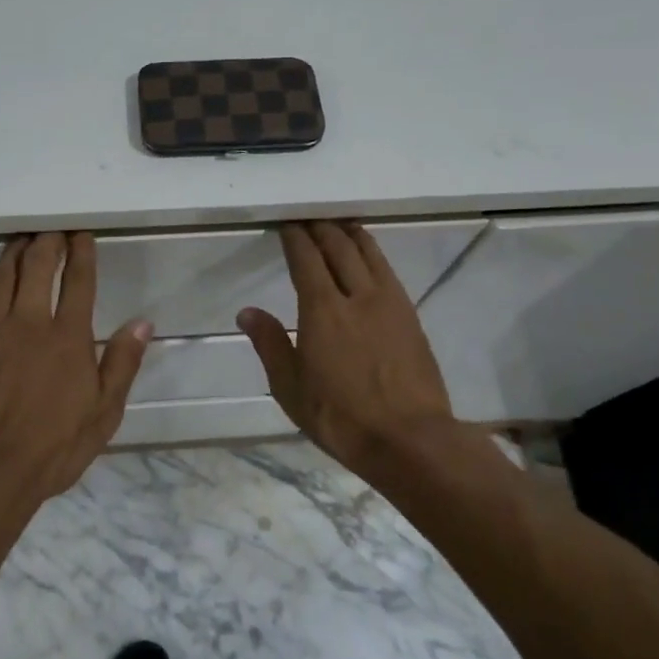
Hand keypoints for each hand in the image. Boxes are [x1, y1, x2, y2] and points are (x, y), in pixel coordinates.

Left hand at [0, 232, 152, 502]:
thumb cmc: (54, 446)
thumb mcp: (104, 412)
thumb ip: (122, 363)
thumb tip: (142, 322)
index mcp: (68, 337)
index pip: (79, 282)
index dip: (82, 253)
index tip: (82, 234)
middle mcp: (30, 323)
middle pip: (38, 267)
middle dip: (47, 242)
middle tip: (52, 229)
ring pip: (2, 278)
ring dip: (13, 253)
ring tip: (21, 238)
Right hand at [238, 222, 454, 472]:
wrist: (410, 439)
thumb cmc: (340, 417)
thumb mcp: (290, 388)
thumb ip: (270, 344)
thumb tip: (247, 312)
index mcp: (322, 310)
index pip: (306, 259)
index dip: (295, 238)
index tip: (287, 225)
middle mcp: (357, 296)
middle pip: (339, 248)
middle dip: (321, 229)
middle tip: (310, 218)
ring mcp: (389, 303)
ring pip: (369, 254)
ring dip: (351, 235)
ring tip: (341, 224)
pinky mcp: (411, 316)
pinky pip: (388, 271)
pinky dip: (374, 254)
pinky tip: (370, 258)